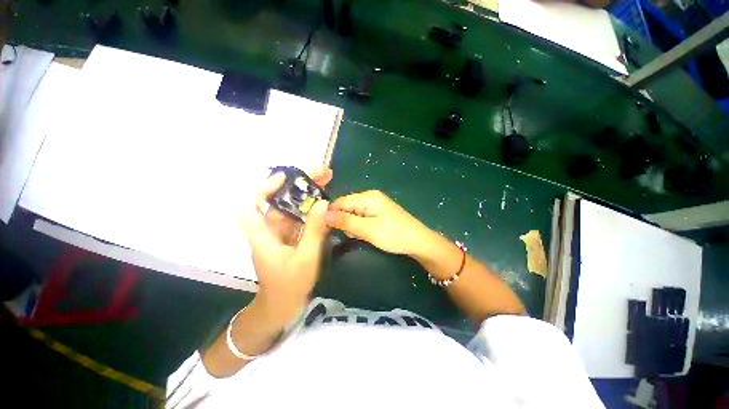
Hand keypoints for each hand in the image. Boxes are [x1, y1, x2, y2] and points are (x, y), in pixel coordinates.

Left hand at [239, 167, 331, 317]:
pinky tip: (323, 200)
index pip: (252, 205)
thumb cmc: (290, 285)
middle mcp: (268, 229)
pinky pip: (298, 216)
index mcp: (263, 236)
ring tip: (326, 180)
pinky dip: (309, 206)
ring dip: (306, 193)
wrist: (283, 305)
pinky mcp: (288, 235)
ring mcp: (279, 232)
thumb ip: (314, 230)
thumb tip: (323, 203)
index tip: (285, 177)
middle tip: (321, 173)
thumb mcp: (306, 258)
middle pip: (278, 200)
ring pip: (290, 206)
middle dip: (298, 184)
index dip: (265, 188)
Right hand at [326, 190, 433, 255]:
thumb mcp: (367, 229)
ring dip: (354, 226)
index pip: (341, 201)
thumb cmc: (394, 235)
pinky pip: (363, 217)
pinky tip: (368, 234)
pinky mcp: (379, 213)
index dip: (332, 214)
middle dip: (346, 222)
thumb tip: (322, 214)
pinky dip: (362, 227)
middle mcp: (370, 197)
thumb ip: (345, 221)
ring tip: (364, 236)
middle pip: (347, 207)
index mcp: (368, 197)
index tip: (328, 229)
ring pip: (354, 214)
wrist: (419, 242)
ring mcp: (376, 205)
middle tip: (355, 234)